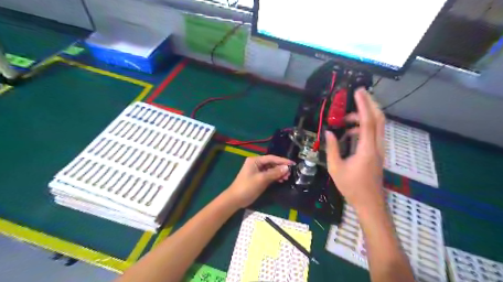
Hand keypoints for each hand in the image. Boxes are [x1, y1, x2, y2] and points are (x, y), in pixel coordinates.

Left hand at [225, 155, 292, 207]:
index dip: (282, 160)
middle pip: (272, 163)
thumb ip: (274, 173)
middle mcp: (256, 163)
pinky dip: (275, 177)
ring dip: (279, 173)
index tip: (292, 163)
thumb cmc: (247, 187)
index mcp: (255, 160)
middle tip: (290, 173)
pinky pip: (269, 175)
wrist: (235, 199)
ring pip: (271, 169)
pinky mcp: (258, 178)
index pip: (271, 158)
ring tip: (287, 177)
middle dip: (281, 167)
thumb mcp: (262, 179)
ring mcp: (257, 171)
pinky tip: (281, 180)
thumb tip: (286, 168)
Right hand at [325, 88, 385, 213]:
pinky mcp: (377, 152)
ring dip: (364, 117)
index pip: (368, 121)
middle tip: (358, 95)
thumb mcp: (336, 168)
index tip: (358, 92)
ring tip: (345, 119)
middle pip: (379, 119)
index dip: (363, 105)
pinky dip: (363, 127)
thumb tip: (329, 132)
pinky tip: (350, 133)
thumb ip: (332, 148)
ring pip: (378, 126)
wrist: (369, 202)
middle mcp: (377, 146)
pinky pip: (373, 133)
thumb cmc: (351, 187)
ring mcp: (379, 149)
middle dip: (370, 104)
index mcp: (367, 149)